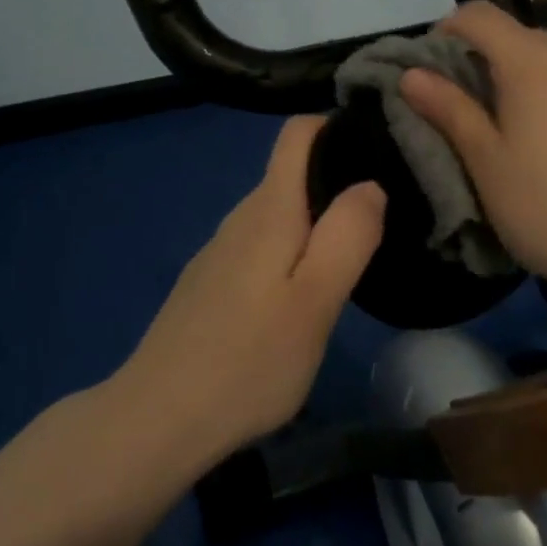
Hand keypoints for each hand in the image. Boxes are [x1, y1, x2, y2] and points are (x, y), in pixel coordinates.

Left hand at [120, 116, 384, 452]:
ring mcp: (220, 252)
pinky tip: (306, 290)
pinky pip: (262, 244)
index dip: (337, 126)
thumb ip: (347, 235)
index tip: (381, 145)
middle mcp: (240, 218)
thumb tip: (369, 183)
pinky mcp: (210, 283)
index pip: (298, 133)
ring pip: (279, 213)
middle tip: (388, 212)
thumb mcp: (316, 300)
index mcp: (268, 210)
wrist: (158, 419)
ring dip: (317, 219)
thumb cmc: (249, 360)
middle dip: (338, 177)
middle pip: (292, 172)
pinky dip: (292, 249)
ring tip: (358, 249)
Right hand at [400, 1, 546, 314]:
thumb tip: (412, 73)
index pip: (480, 15)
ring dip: (538, 86)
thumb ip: (449, 109)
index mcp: (533, 63)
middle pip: (524, 40)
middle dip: (493, 63)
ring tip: (533, 141)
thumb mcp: (485, 163)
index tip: (438, 70)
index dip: (450, 31)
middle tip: (479, 115)